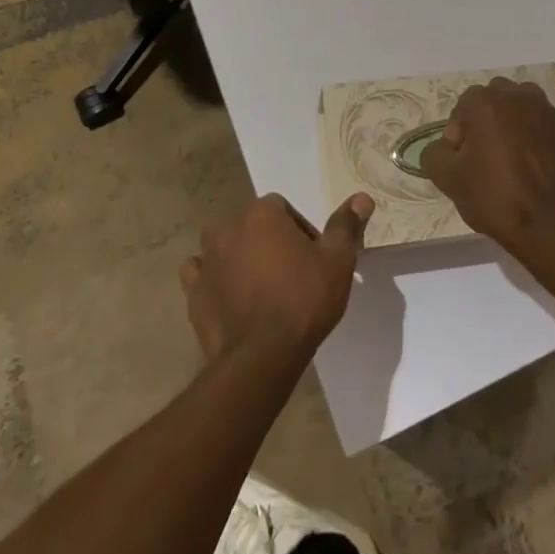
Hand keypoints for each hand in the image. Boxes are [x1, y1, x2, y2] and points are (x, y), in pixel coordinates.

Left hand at [180, 192, 373, 363]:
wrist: (261, 356)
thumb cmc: (303, 300)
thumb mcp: (337, 261)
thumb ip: (346, 225)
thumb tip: (362, 197)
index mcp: (262, 214)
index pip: (282, 208)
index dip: (299, 231)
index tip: (311, 259)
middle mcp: (229, 227)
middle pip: (253, 225)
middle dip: (269, 243)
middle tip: (291, 275)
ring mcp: (207, 260)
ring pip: (225, 247)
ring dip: (240, 258)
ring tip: (261, 290)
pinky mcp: (193, 292)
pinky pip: (202, 274)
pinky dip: (214, 281)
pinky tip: (230, 299)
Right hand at [425, 77, 554, 265]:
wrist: (551, 228)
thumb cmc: (495, 197)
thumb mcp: (447, 179)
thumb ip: (434, 153)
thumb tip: (444, 148)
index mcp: (487, 102)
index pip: (462, 108)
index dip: (458, 135)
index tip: (463, 162)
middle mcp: (520, 97)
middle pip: (494, 100)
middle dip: (486, 121)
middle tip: (485, 157)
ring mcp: (550, 114)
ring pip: (524, 108)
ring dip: (514, 124)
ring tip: (512, 159)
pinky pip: (546, 129)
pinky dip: (539, 141)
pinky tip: (536, 169)